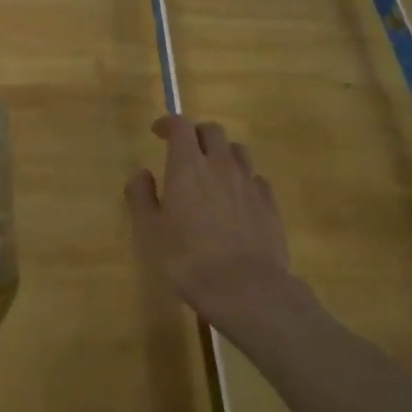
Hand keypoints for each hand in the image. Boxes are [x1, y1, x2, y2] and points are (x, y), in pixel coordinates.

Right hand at [125, 116, 290, 314]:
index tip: (158, 132)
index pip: (180, 126)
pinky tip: (236, 198)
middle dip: (196, 134)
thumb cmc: (186, 258)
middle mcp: (221, 165)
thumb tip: (142, 173)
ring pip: (237, 151)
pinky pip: (255, 177)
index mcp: (188, 166)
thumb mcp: (149, 230)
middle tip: (184, 150)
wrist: (244, 287)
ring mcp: (250, 183)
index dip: (168, 123)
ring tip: (212, 171)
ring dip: (222, 152)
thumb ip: (141, 196)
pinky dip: (242, 178)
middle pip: (212, 131)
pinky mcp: (270, 203)